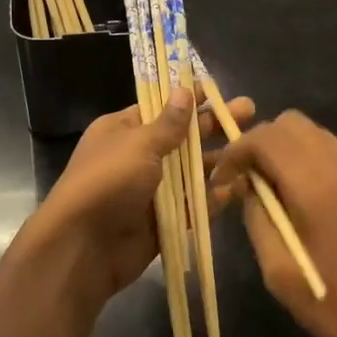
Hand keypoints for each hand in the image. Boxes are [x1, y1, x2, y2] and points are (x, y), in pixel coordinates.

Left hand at [19, 89, 254, 306]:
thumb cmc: (107, 182)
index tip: (218, 89)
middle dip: (213, 125)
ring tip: (253, 149)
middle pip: (182, 137)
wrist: (82, 247)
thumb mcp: (139, 144)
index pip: (161, 107)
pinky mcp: (163, 221)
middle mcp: (138, 157)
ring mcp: (151, 190)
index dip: (189, 98)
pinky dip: (212, 198)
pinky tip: (238, 188)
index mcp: (123, 130)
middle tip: (249, 111)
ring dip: (219, 161)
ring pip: (191, 172)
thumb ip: (168, 124)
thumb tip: (184, 91)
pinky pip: (192, 206)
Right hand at [208, 110, 336, 336]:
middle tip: (245, 180)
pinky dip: (306, 158)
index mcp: (315, 185)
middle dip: (259, 142)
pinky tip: (300, 197)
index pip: (265, 137)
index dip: (236, 151)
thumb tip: (248, 189)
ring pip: (312, 132)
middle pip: (290, 123)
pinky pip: (331, 151)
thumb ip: (258, 220)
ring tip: (270, 189)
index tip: (221, 180)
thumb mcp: (280, 272)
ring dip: (284, 148)